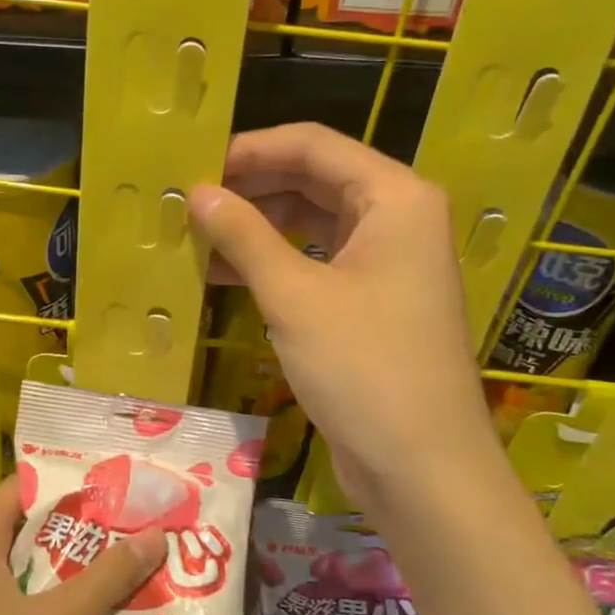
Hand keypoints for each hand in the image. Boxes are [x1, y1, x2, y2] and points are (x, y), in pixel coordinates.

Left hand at [0, 475, 164, 614]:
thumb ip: (105, 579)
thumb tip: (158, 533)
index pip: (32, 482)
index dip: (80, 479)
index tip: (130, 481)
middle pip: (38, 528)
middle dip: (91, 531)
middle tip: (149, 525)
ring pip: (35, 575)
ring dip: (81, 575)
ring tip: (142, 568)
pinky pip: (27, 613)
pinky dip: (63, 613)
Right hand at [188, 123, 495, 511]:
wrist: (424, 469)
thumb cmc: (364, 367)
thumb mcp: (294, 296)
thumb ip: (243, 235)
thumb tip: (197, 193)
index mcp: (394, 197)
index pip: (313, 145)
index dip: (251, 148)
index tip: (196, 163)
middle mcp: (397, 217)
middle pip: (314, 178)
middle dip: (251, 186)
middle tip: (190, 199)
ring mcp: (388, 260)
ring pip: (313, 220)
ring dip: (257, 226)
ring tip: (197, 235)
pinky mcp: (374, 299)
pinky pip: (318, 260)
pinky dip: (274, 262)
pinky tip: (224, 275)